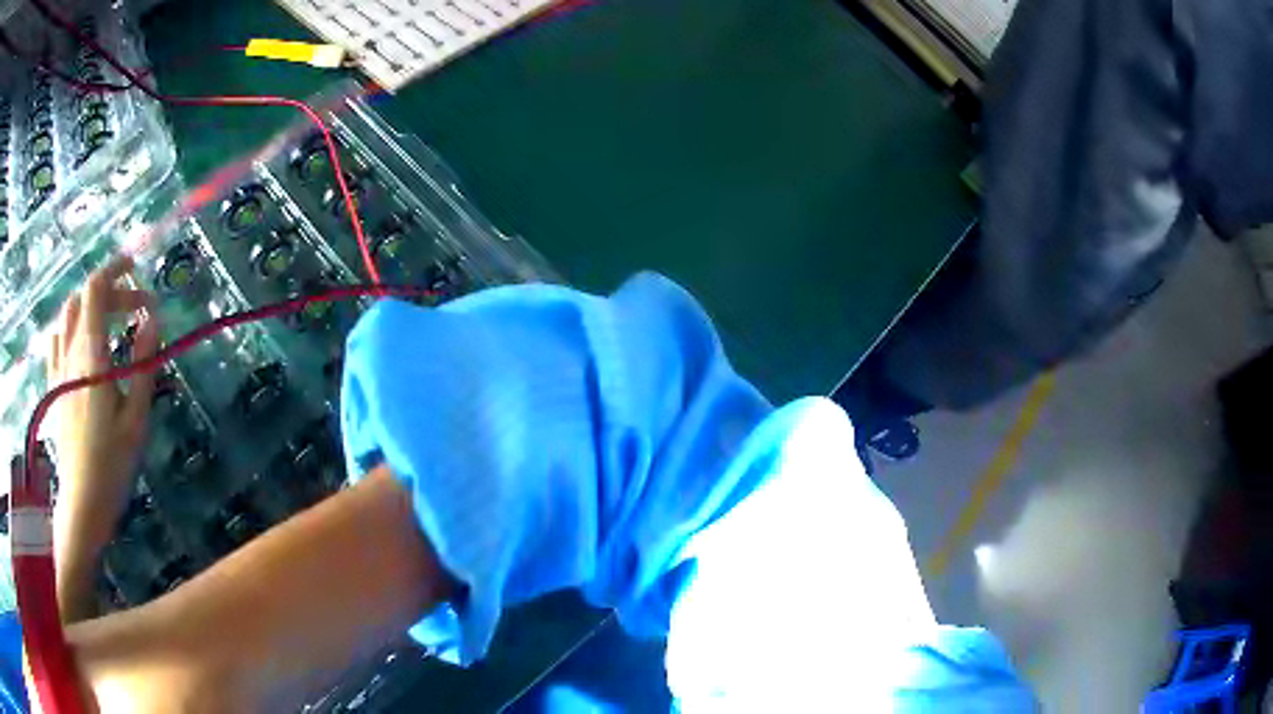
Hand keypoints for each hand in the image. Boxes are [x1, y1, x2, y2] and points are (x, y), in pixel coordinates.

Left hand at [46, 256, 159, 620]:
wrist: (81, 503)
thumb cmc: (111, 464)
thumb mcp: (136, 418)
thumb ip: (142, 364)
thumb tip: (152, 319)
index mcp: (90, 353)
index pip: (97, 288)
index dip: (115, 269)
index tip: (136, 269)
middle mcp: (70, 351)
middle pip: (85, 297)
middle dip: (111, 292)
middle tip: (134, 310)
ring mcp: (57, 367)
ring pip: (68, 314)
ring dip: (89, 306)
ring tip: (107, 321)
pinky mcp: (53, 385)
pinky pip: (56, 338)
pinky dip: (70, 326)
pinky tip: (80, 343)